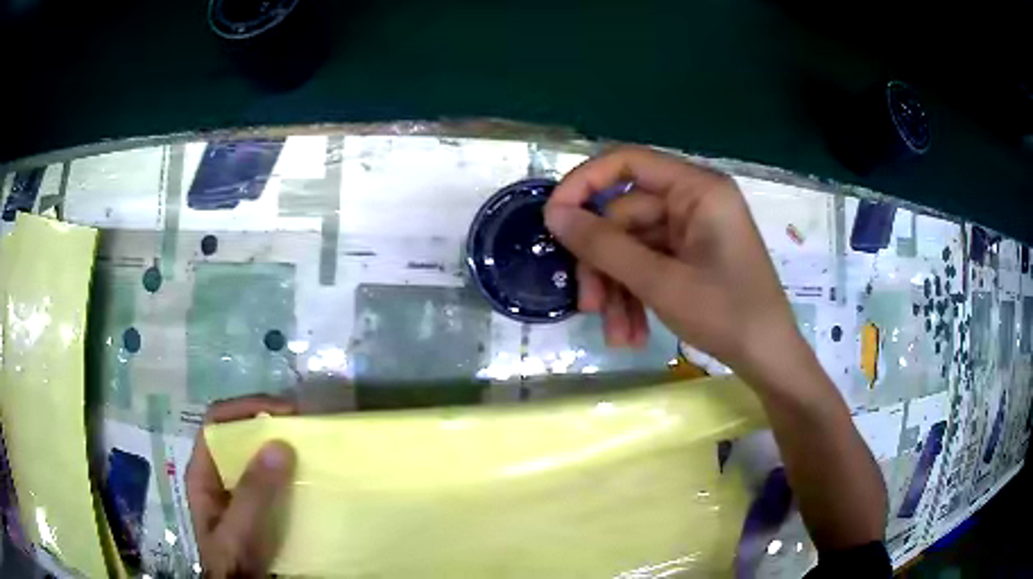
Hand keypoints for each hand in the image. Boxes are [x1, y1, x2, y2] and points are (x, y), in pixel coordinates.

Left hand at [186, 395, 296, 577]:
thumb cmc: (233, 562)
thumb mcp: (240, 529)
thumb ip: (254, 492)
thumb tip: (280, 444)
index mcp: (203, 472)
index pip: (217, 423)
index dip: (244, 408)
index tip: (283, 411)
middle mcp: (218, 474)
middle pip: (237, 434)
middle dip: (267, 424)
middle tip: (303, 425)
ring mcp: (237, 490)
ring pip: (255, 456)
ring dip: (280, 447)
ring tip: (309, 446)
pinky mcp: (257, 506)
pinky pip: (271, 479)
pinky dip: (288, 472)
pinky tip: (308, 477)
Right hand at [545, 147, 801, 379]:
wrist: (769, 360)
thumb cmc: (727, 315)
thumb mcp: (660, 282)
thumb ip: (604, 245)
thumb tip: (553, 215)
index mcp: (697, 189)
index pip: (627, 163)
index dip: (584, 184)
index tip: (553, 219)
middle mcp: (693, 201)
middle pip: (624, 217)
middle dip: (605, 266)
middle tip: (589, 307)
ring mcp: (692, 231)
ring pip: (632, 248)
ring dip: (618, 290)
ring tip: (617, 336)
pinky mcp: (691, 256)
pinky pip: (649, 266)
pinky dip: (636, 297)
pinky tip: (632, 334)